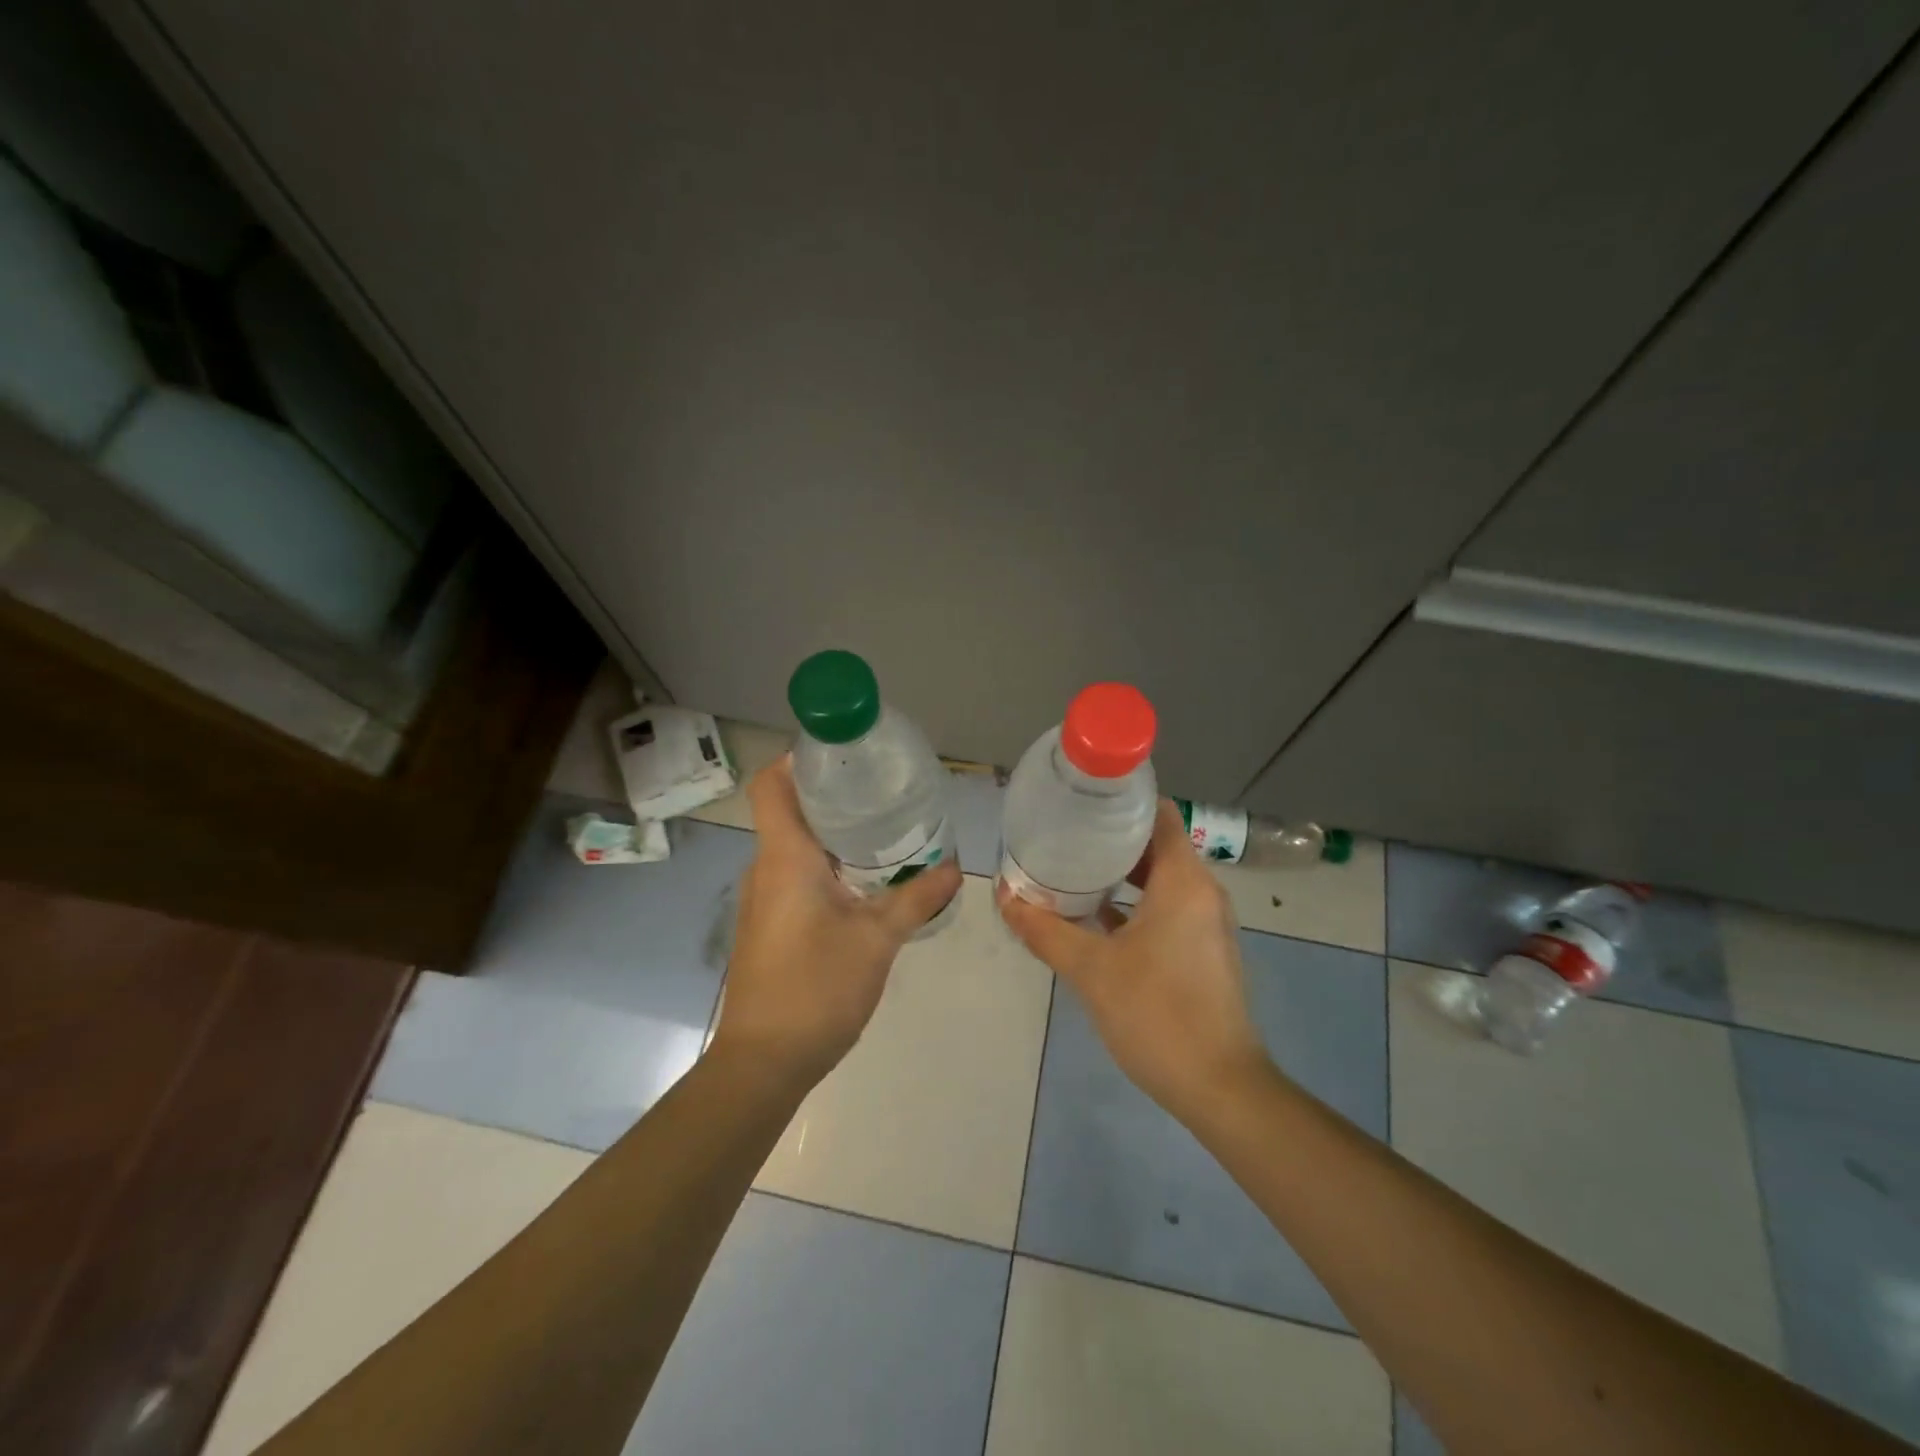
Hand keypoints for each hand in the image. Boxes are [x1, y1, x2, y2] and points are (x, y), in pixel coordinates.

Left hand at [709, 756, 962, 1086]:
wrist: (764, 1062)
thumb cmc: (816, 989)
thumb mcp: (877, 940)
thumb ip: (916, 898)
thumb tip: (955, 867)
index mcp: (784, 857)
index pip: (770, 785)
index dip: (798, 760)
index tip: (842, 756)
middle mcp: (766, 868)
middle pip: (788, 810)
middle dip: (832, 795)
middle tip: (882, 790)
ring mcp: (764, 898)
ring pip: (794, 846)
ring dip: (833, 834)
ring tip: (883, 830)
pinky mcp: (769, 924)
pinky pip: (795, 875)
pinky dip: (827, 865)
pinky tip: (865, 881)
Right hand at [998, 798, 1268, 1120]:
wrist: (1219, 1087)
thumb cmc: (1157, 1014)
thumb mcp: (1090, 969)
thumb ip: (1044, 929)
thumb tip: (1004, 896)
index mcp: (1183, 881)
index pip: (1158, 815)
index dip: (1121, 802)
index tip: (1081, 802)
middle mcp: (1202, 892)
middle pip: (1156, 845)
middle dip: (1110, 840)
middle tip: (1063, 836)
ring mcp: (1206, 923)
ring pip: (1160, 879)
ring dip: (1120, 874)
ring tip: (1071, 871)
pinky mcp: (1203, 950)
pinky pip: (1167, 908)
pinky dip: (1134, 904)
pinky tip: (1094, 918)